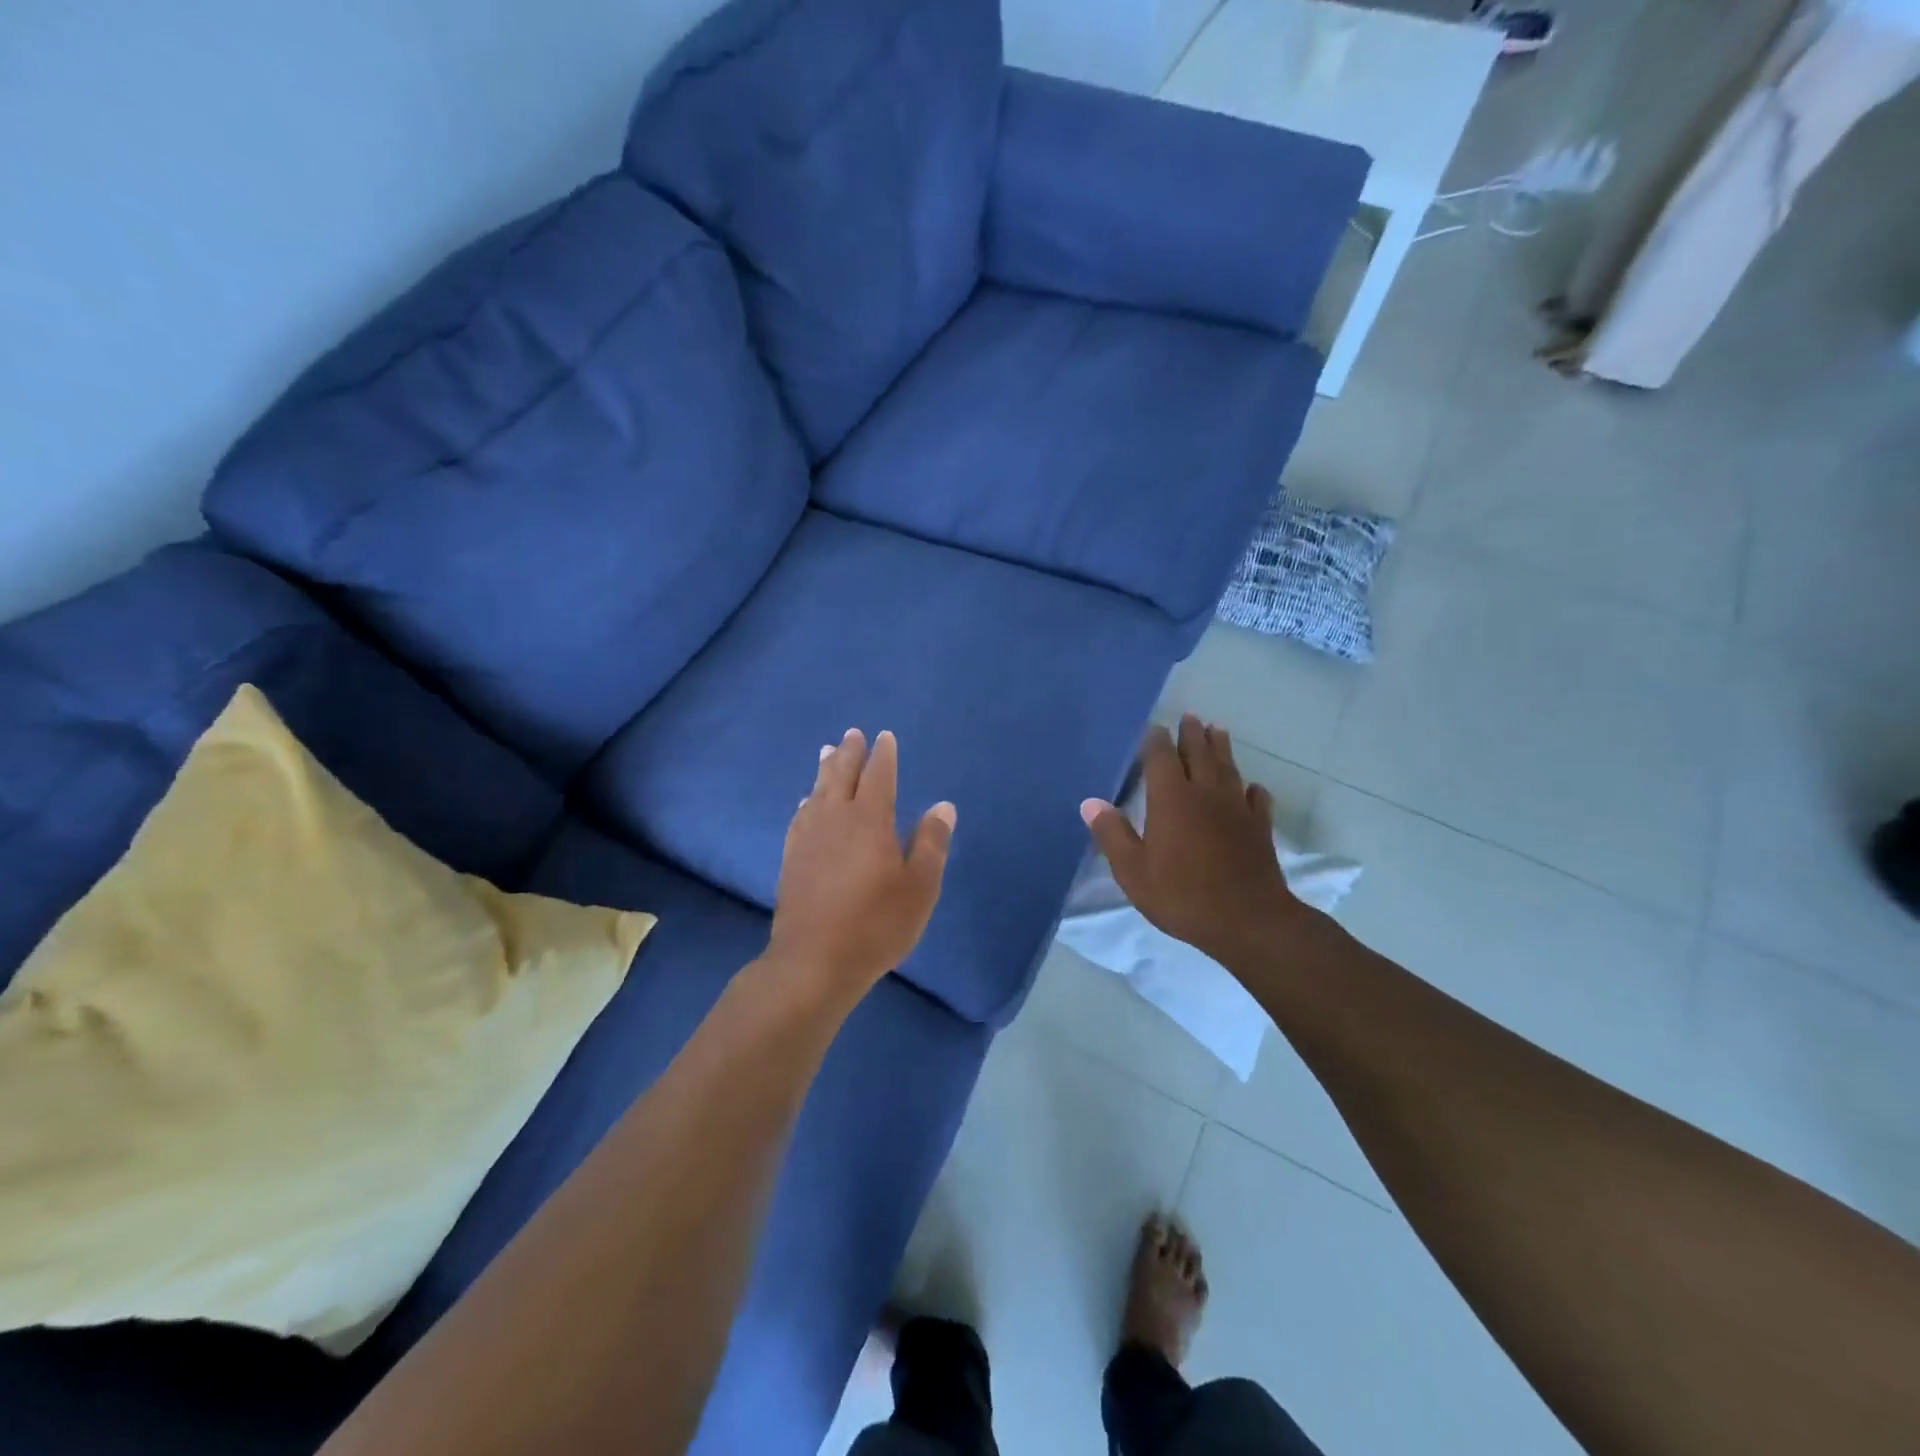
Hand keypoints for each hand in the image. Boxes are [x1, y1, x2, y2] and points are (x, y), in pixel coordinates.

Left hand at [770, 728, 955, 999]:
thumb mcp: (919, 887)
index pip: (878, 776)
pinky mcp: (791, 858)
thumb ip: (931, 843)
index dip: (883, 755)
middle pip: (841, 775)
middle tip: (852, 734)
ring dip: (824, 769)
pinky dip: (807, 801)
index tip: (884, 737)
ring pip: (817, 791)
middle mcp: (835, 818)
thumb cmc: (876, 924)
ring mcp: (808, 837)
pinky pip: (800, 816)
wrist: (814, 961)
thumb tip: (942, 806)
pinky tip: (806, 803)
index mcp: (870, 820)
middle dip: (849, 752)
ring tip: (826, 752)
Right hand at [1081, 716, 1310, 970]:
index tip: (1153, 728)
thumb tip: (1091, 802)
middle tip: (1189, 717)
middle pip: (1199, 753)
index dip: (1156, 741)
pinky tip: (1251, 788)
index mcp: (1171, 799)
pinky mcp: (1259, 828)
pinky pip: (1256, 799)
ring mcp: (1237, 809)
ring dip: (1221, 748)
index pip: (1161, 757)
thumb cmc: (1182, 895)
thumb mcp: (1133, 871)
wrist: (1248, 921)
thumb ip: (1112, 834)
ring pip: (1228, 768)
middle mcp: (1205, 794)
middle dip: (1192, 734)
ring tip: (1217, 731)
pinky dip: (1251, 789)